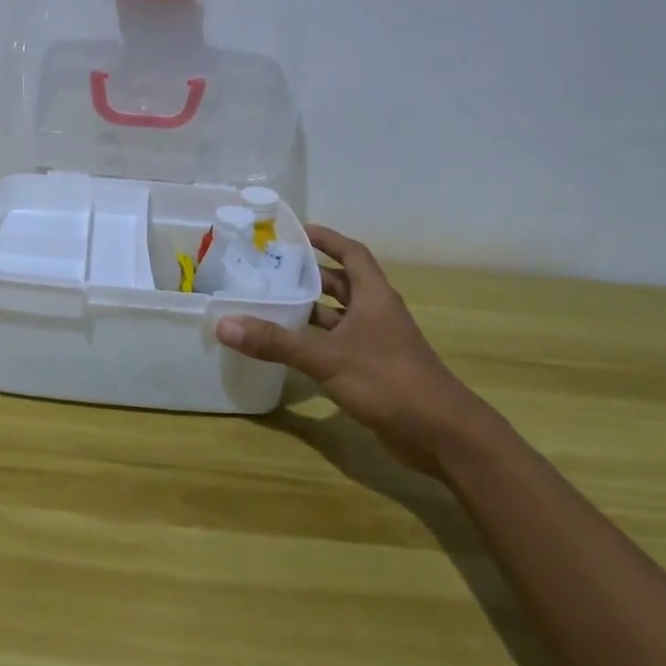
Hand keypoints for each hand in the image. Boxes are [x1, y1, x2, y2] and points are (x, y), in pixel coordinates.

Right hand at [216, 227, 496, 475]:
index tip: (295, 231)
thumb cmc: (388, 381)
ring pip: (338, 316)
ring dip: (310, 310)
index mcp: (374, 296)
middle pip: (341, 283)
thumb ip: (276, 342)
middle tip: (270, 269)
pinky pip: (338, 344)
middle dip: (309, 274)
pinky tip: (289, 348)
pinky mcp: (373, 370)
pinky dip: (315, 341)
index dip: (326, 238)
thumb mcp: (327, 358)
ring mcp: (377, 343)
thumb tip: (224, 324)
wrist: (441, 434)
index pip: (351, 253)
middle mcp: (376, 313)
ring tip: (270, 303)